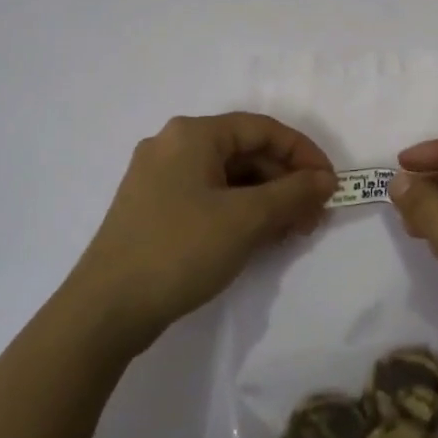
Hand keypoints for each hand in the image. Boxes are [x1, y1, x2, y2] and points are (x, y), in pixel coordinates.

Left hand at [69, 113, 336, 352]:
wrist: (107, 308)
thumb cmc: (180, 249)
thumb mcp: (245, 220)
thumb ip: (292, 193)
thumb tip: (325, 179)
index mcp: (192, 134)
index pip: (262, 129)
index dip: (303, 153)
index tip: (330, 185)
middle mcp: (172, 146)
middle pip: (244, 152)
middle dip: (285, 182)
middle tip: (314, 217)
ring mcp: (159, 178)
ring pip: (228, 177)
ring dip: (266, 200)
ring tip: (292, 232)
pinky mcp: (154, 208)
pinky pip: (209, 197)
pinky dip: (239, 212)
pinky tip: (259, 238)